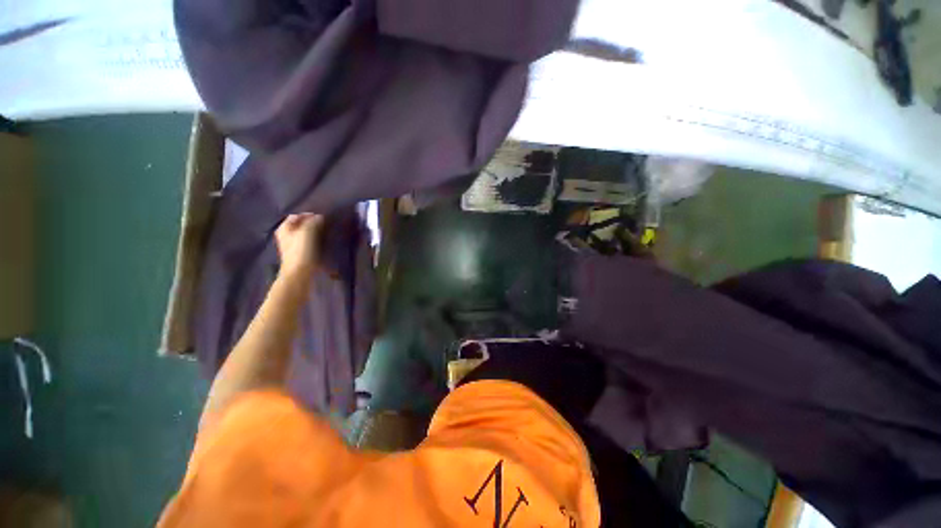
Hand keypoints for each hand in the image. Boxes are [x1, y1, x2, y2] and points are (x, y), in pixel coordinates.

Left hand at [275, 213, 323, 277]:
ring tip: (324, 235)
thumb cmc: (300, 251)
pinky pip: (308, 247)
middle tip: (323, 225)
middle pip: (300, 227)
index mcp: (284, 228)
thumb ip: (314, 221)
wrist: (298, 277)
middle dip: (311, 225)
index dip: (308, 215)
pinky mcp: (298, 259)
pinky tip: (322, 246)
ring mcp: (291, 249)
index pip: (297, 216)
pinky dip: (314, 245)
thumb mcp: (308, 230)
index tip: (320, 217)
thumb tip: (319, 217)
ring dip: (314, 235)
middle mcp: (286, 237)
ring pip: (304, 237)